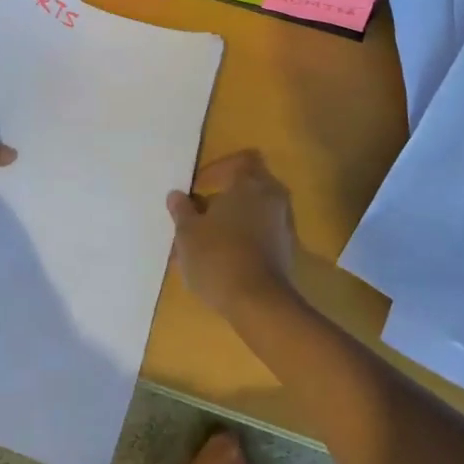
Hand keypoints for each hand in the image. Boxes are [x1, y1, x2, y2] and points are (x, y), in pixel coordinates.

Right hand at [167, 150, 296, 315]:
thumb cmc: (218, 257)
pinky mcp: (287, 250)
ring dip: (232, 222)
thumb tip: (177, 195)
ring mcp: (283, 224)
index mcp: (250, 183)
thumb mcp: (188, 233)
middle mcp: (272, 197)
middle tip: (199, 216)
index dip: (217, 170)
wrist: (259, 303)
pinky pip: (262, 234)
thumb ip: (182, 210)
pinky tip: (222, 261)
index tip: (197, 188)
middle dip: (222, 198)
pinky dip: (244, 240)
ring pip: (254, 213)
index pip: (239, 160)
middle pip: (247, 187)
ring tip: (204, 244)